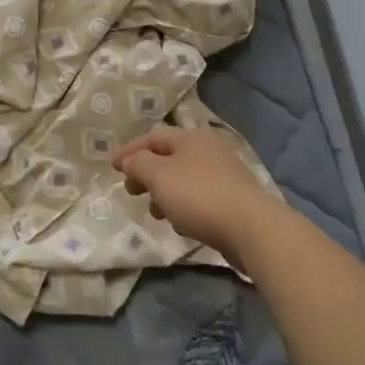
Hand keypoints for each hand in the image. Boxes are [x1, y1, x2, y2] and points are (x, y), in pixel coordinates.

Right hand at [112, 127, 288, 267]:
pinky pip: (199, 198)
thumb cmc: (199, 196)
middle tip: (131, 190)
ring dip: (164, 193)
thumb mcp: (159, 176)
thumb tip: (131, 160)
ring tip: (155, 212)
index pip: (153, 137)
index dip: (130, 150)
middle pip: (169, 157)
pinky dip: (184, 206)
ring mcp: (224, 175)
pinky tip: (181, 225)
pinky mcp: (233, 200)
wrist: (252, 228)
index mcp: (191, 138)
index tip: (111, 167)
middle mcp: (209, 150)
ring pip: (184, 179)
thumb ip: (139, 164)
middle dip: (146, 173)